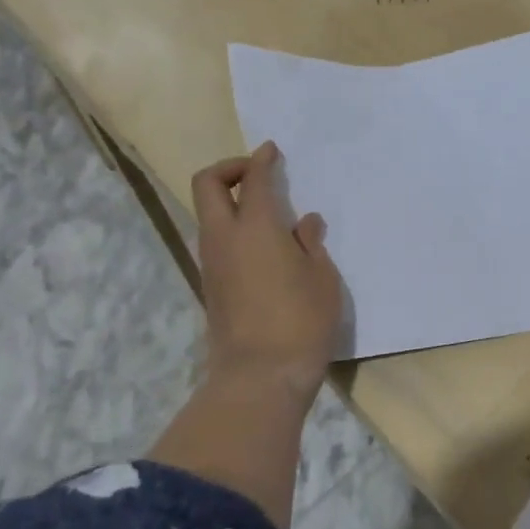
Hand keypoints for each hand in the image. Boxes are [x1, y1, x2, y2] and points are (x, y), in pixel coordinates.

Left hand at [192, 142, 343, 393]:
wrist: (260, 377)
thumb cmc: (301, 321)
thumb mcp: (322, 279)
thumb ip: (311, 244)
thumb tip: (305, 223)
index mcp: (255, 227)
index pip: (251, 179)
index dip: (261, 160)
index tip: (272, 151)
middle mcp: (224, 237)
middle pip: (207, 185)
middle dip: (229, 169)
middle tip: (258, 175)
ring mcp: (212, 263)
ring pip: (208, 215)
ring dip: (230, 202)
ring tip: (269, 215)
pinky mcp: (211, 287)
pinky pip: (216, 241)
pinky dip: (233, 229)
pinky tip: (265, 248)